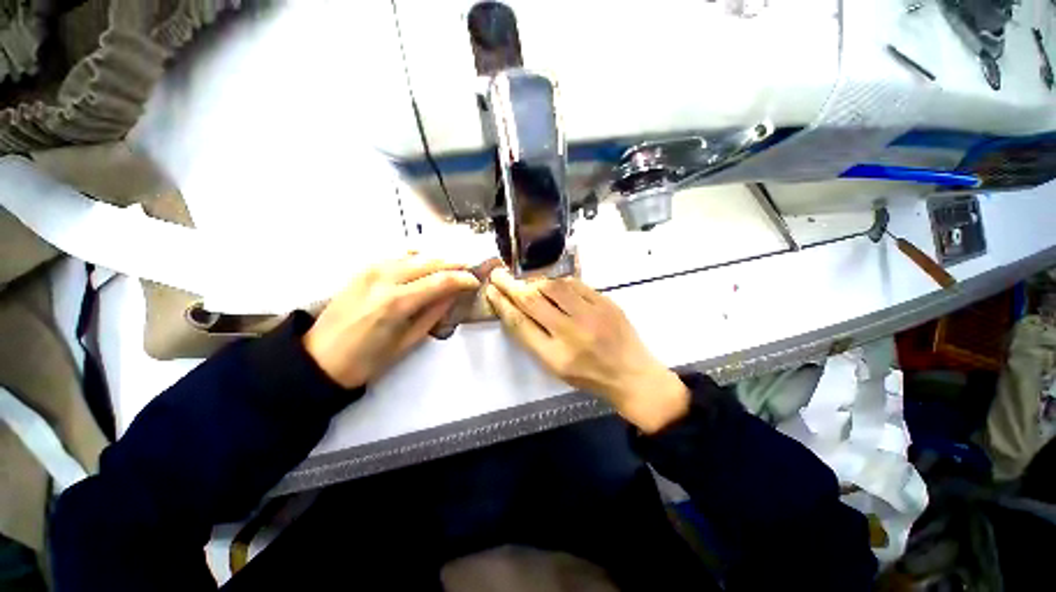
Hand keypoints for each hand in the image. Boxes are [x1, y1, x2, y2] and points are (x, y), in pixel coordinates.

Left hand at [304, 256, 479, 388]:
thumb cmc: (367, 360)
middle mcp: (384, 278)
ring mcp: (371, 270)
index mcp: (397, 302)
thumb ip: (434, 313)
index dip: (463, 278)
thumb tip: (454, 295)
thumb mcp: (408, 342)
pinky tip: (426, 264)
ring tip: (452, 266)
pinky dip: (417, 257)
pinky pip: (397, 256)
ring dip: (437, 259)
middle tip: (469, 270)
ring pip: (414, 254)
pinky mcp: (363, 270)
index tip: (475, 281)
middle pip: (430, 261)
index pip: (441, 280)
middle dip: (454, 264)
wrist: (319, 359)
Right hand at [485, 268, 688, 432]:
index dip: (502, 304)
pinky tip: (553, 285)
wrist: (631, 374)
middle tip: (497, 274)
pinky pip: (575, 284)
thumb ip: (534, 340)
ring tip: (527, 282)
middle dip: (510, 285)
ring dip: (534, 282)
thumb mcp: (556, 368)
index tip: (491, 291)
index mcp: (554, 356)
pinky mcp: (606, 303)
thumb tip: (517, 310)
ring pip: (552, 287)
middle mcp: (571, 333)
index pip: (520, 323)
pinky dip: (559, 282)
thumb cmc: (589, 376)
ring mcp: (591, 315)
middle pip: (532, 301)